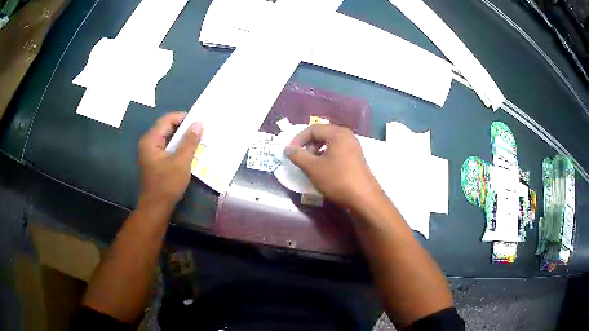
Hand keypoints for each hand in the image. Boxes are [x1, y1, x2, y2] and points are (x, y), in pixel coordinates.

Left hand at [138, 112, 202, 208]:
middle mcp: (148, 143)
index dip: (183, 117)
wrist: (156, 207)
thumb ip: (190, 141)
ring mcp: (151, 152)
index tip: (199, 121)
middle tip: (200, 130)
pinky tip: (189, 151)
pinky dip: (178, 146)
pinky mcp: (155, 160)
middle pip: (166, 127)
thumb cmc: (167, 184)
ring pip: (168, 137)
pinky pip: (167, 147)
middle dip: (183, 127)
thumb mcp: (181, 162)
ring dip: (182, 138)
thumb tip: (199, 123)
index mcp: (151, 140)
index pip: (167, 120)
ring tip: (197, 139)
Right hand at [284, 124, 381, 209]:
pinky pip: (337, 151)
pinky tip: (324, 170)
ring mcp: (353, 147)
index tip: (290, 152)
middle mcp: (347, 136)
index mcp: (338, 133)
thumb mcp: (313, 168)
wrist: (364, 198)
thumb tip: (287, 148)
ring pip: (329, 143)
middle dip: (308, 145)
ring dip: (316, 152)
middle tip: (301, 159)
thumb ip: (298, 156)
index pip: (312, 129)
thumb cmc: (338, 180)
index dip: (298, 139)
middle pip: (321, 134)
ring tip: (311, 166)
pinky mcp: (356, 157)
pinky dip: (326, 156)